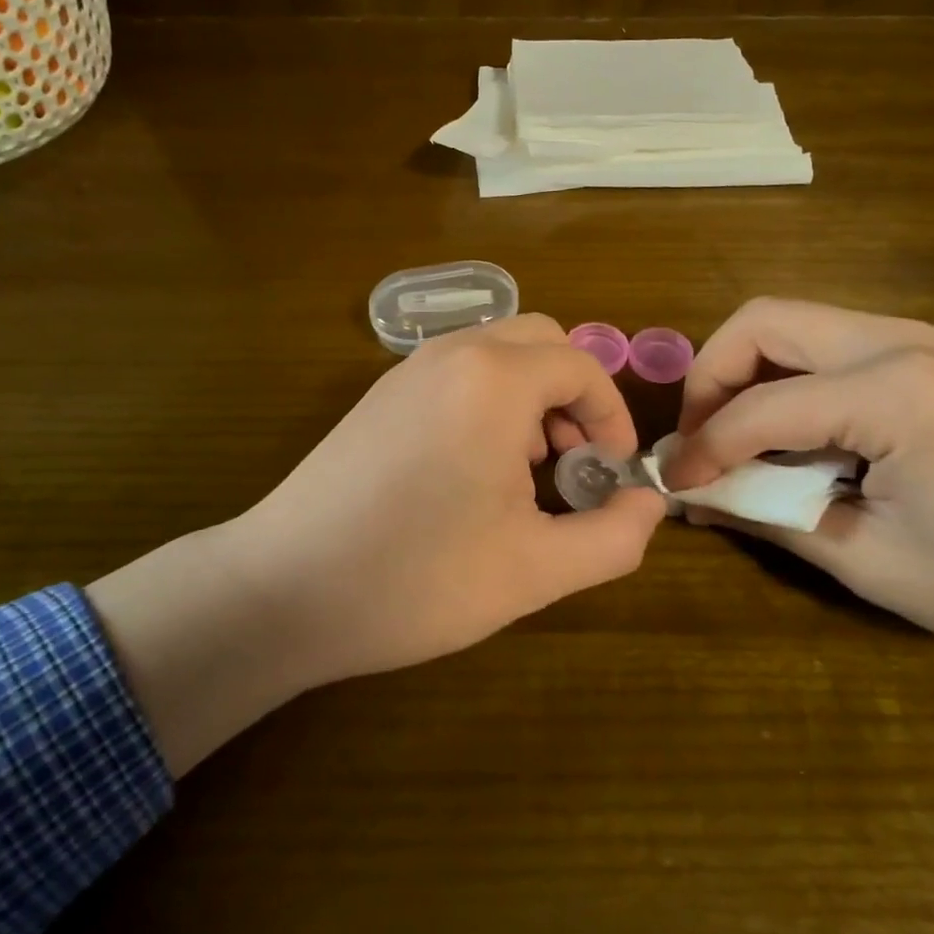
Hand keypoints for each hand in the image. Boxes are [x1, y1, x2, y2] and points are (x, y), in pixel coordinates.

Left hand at [235, 313, 666, 680]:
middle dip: (574, 397)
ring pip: (497, 353)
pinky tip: (474, 470)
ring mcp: (408, 370)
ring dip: (532, 398)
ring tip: (529, 471)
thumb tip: (650, 504)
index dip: (612, 417)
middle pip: (541, 342)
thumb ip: (613, 537)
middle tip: (574, 464)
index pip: (581, 367)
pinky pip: (458, 373)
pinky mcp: (380, 395)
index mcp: (493, 380)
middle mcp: (451, 355)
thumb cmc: (416, 579)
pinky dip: (489, 401)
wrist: (283, 590)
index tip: (612, 475)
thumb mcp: (535, 571)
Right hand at [664, 297, 933, 814]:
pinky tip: (789, 432)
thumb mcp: (875, 564)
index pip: (761, 406)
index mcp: (894, 393)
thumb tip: (694, 496)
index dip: (704, 446)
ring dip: (744, 371)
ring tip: (734, 437)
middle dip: (710, 376)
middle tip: (700, 440)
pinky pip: (822, 342)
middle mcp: (898, 340)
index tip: (674, 485)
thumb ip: (772, 518)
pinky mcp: (923, 352)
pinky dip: (783, 376)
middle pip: (761, 320)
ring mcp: (915, 337)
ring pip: (788, 322)